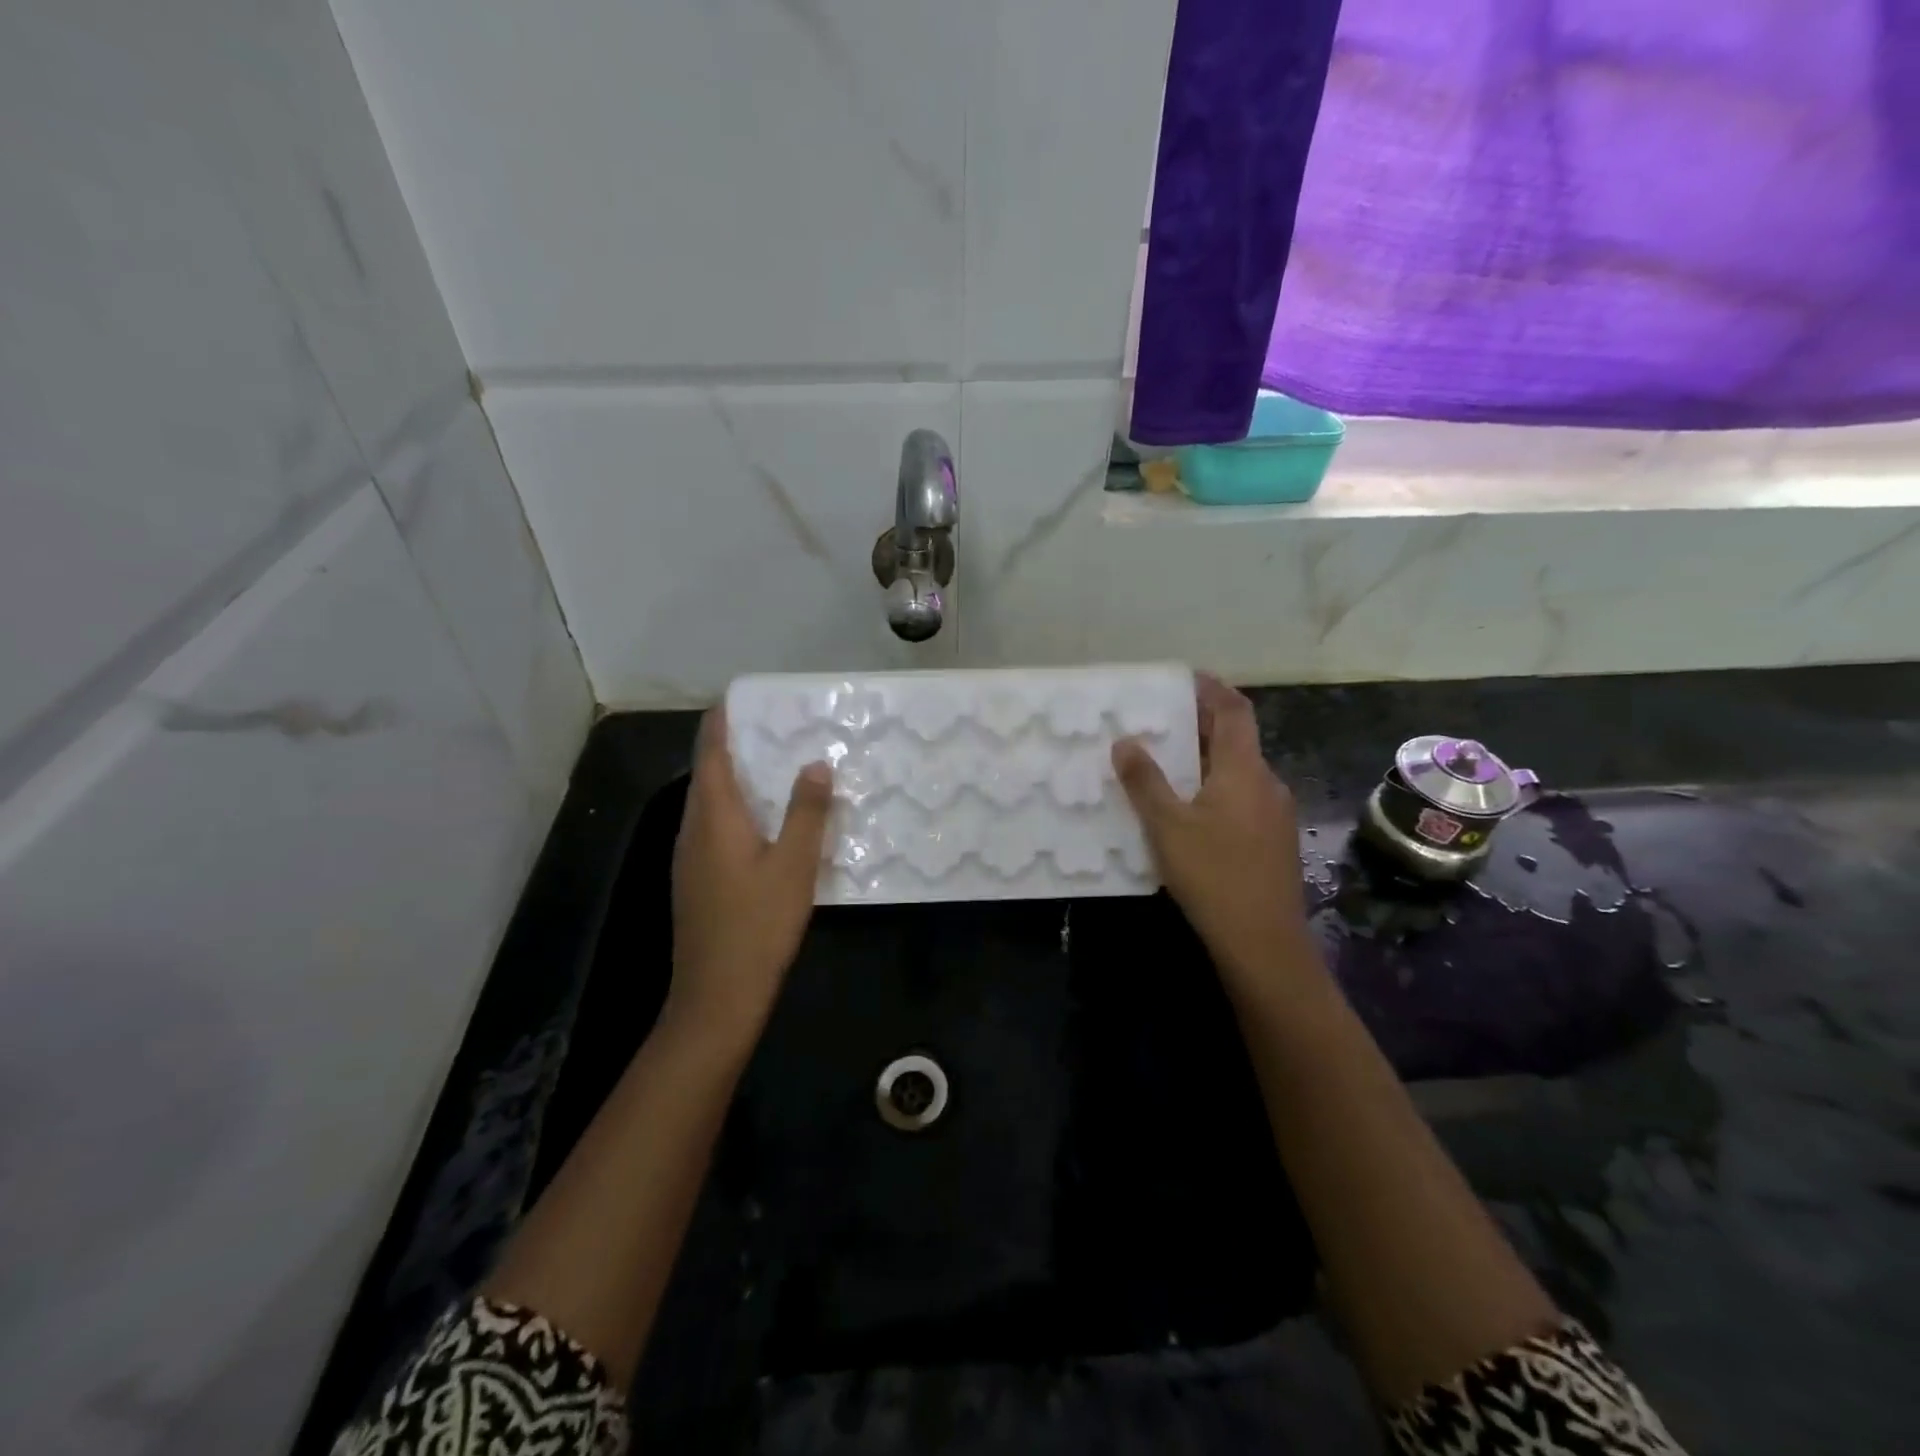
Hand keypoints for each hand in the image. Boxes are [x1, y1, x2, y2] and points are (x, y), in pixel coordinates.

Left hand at [667, 708, 832, 1042]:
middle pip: (707, 775)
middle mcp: (693, 830)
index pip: (710, 753)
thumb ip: (806, 811)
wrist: (716, 996)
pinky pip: (712, 828)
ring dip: (735, 779)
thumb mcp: (794, 865)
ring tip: (773, 766)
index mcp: (713, 818)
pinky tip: (763, 822)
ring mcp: (689, 858)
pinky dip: (734, 809)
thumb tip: (815, 763)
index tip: (739, 696)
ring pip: (709, 803)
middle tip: (773, 727)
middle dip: (733, 746)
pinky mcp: (695, 881)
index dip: (720, 722)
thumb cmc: (758, 925)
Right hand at [1112, 674, 1317, 1005]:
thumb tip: (1125, 741)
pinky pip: (1242, 798)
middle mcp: (1267, 784)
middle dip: (1202, 725)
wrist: (1263, 942)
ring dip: (1207, 760)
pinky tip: (1190, 810)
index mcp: (1244, 770)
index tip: (1186, 678)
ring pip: (1239, 772)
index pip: (1235, 711)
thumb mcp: (1167, 826)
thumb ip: (1144, 781)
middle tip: (1163, 721)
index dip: (1212, 689)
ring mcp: (1275, 814)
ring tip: (1168, 764)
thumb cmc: (1213, 875)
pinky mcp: (1273, 841)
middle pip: (1237, 740)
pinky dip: (1216, 788)